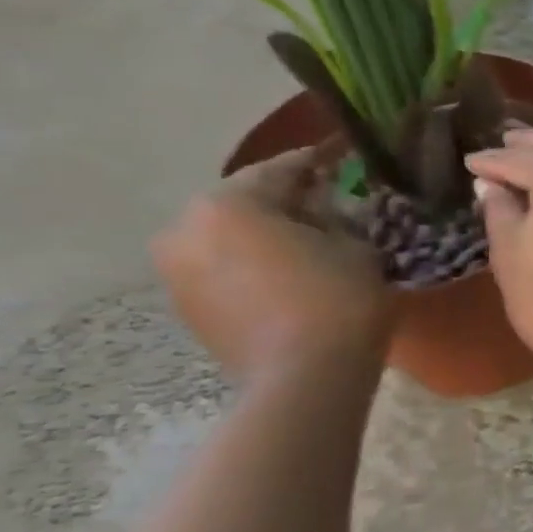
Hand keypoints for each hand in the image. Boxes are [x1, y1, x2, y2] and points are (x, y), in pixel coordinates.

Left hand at [153, 149, 392, 378]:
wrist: (303, 378)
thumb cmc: (337, 300)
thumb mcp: (355, 246)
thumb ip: (335, 218)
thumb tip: (322, 210)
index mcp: (227, 204)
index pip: (281, 169)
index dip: (317, 161)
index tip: (340, 153)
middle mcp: (185, 229)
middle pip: (244, 202)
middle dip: (285, 200)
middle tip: (327, 200)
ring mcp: (177, 272)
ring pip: (229, 237)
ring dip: (265, 234)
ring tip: (309, 239)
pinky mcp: (187, 307)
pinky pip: (224, 268)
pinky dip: (254, 263)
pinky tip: (290, 272)